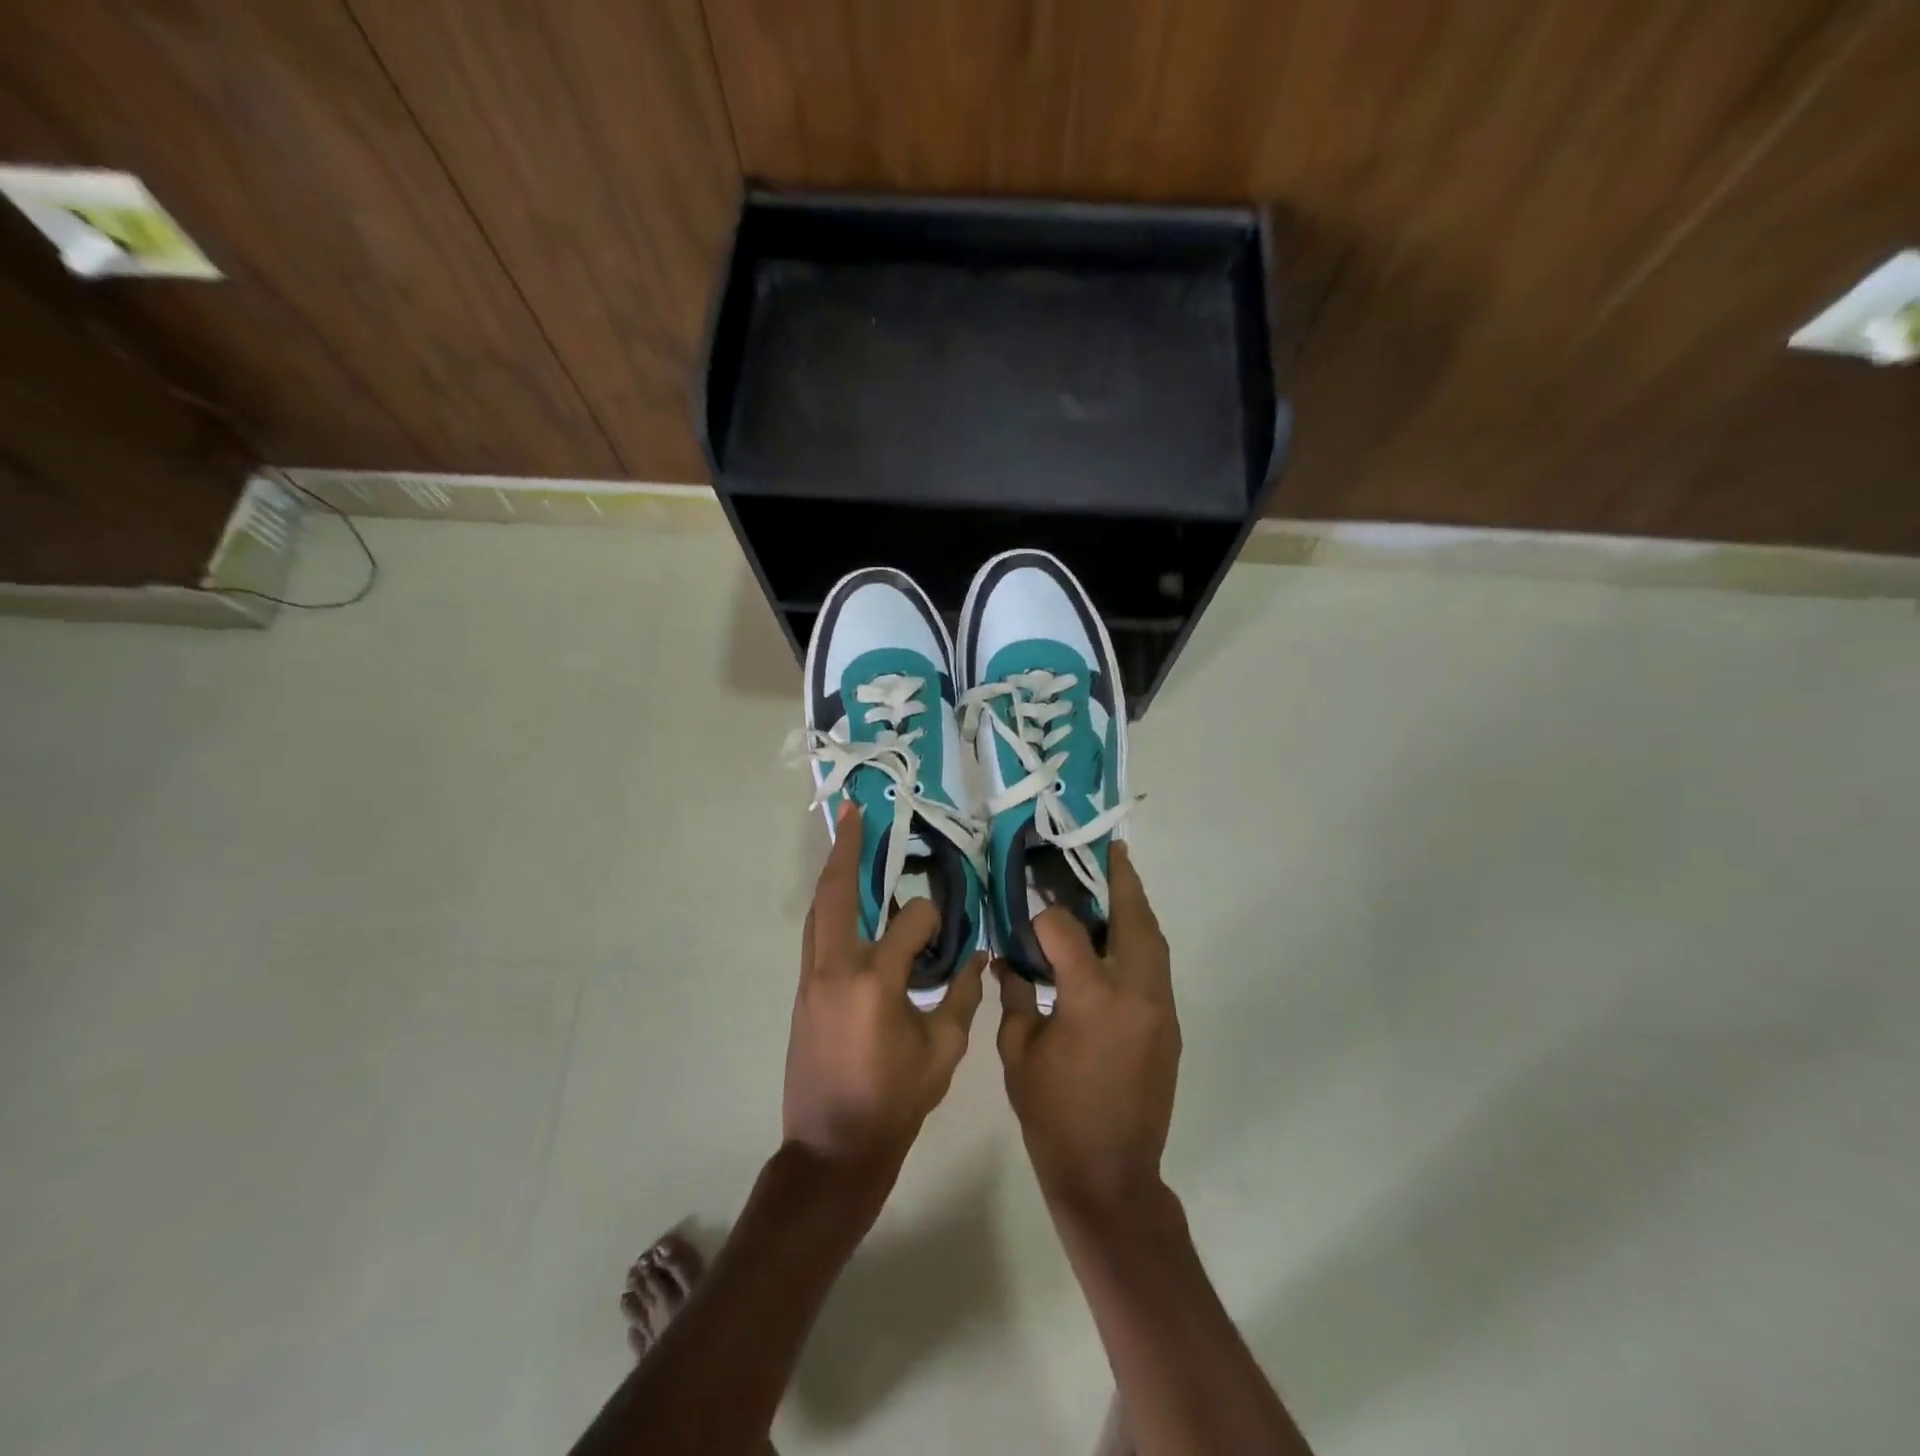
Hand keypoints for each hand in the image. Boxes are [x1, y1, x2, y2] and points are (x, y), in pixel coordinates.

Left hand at [784, 802, 985, 1184]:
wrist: (831, 1150)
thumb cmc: (893, 1103)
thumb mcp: (943, 1052)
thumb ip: (961, 995)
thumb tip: (977, 954)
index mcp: (876, 982)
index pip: (910, 923)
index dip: (934, 918)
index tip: (949, 926)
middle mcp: (836, 968)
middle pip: (837, 893)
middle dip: (847, 850)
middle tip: (855, 814)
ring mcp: (811, 978)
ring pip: (818, 910)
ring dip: (833, 873)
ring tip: (846, 841)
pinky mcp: (802, 991)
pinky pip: (815, 935)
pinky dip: (830, 908)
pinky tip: (847, 901)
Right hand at [997, 843, 1179, 1214]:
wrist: (1110, 1175)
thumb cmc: (1053, 1115)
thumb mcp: (1018, 1052)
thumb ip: (1016, 995)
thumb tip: (1010, 958)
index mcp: (1091, 998)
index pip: (1066, 930)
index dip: (1044, 918)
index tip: (1028, 914)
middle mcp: (1135, 993)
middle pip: (1133, 920)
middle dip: (1121, 882)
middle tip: (1110, 852)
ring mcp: (1159, 1008)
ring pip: (1154, 941)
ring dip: (1136, 909)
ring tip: (1119, 882)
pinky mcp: (1169, 1025)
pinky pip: (1157, 967)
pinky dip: (1140, 942)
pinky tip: (1119, 938)